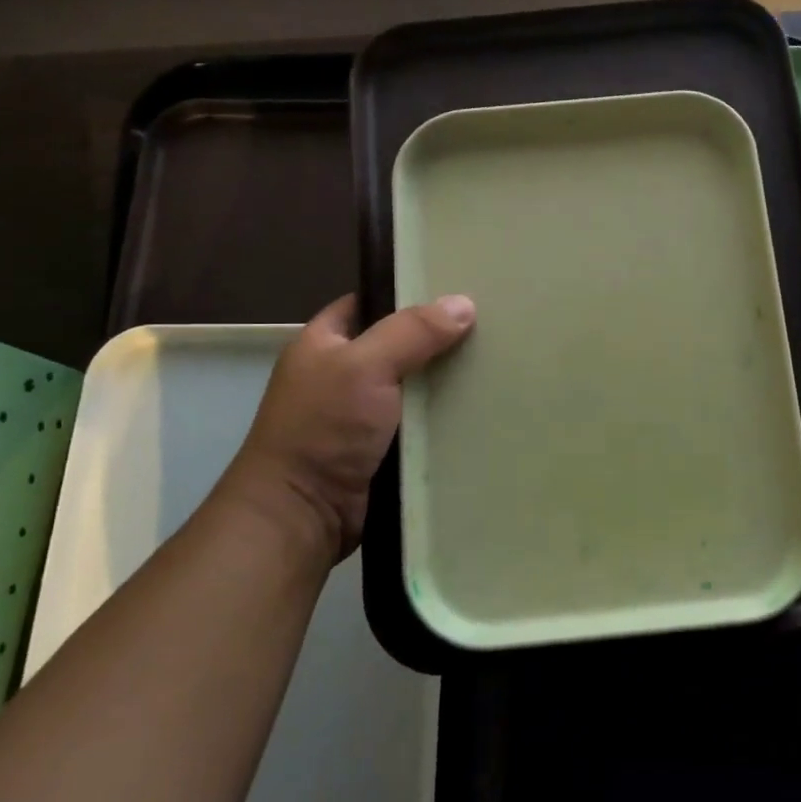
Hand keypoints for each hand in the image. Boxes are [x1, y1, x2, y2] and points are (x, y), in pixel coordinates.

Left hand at [213, 293, 474, 566]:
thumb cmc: (323, 428)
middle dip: (439, 339)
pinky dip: (445, 418)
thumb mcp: (364, 366)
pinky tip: (483, 406)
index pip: (371, 303)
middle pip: (400, 344)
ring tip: (498, 361)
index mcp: (324, 342)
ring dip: (447, 381)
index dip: (409, 294)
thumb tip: (464, 303)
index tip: (457, 288)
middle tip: (491, 325)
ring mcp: (363, 415)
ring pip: (415, 386)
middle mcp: (343, 374)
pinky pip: (421, 423)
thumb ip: (412, 332)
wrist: (302, 514)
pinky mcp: (383, 449)